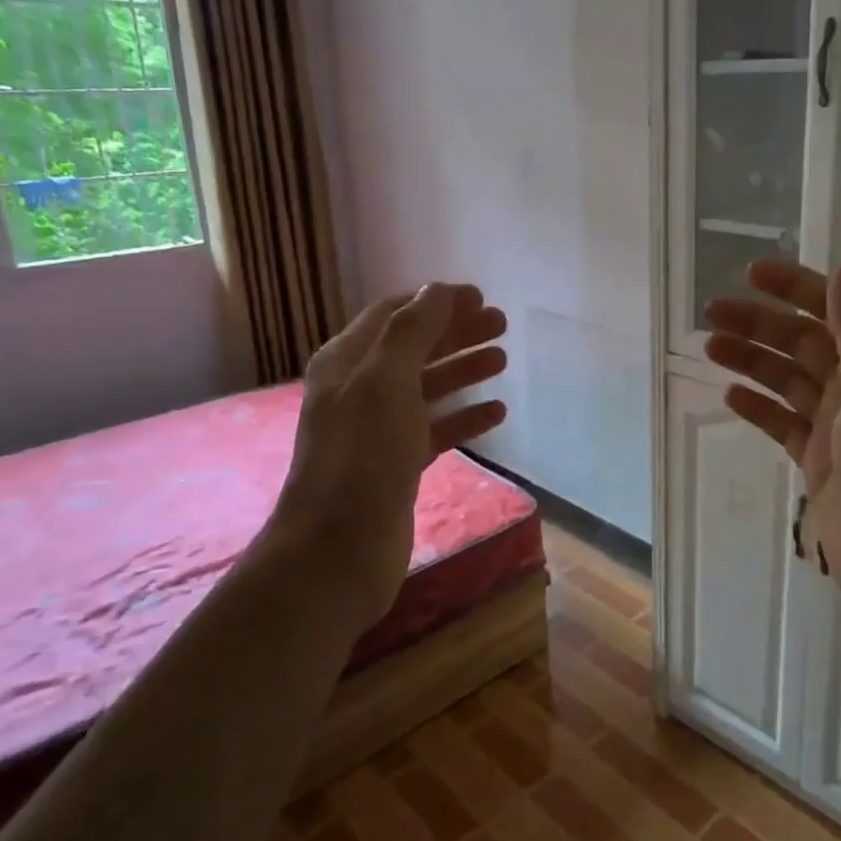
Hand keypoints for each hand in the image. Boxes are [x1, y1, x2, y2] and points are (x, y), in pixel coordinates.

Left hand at [271, 283, 508, 624]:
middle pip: (414, 348)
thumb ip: (412, 331)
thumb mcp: (384, 381)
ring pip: (427, 387)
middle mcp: (359, 390)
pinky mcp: (397, 464)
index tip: (480, 297)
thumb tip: (438, 290)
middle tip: (502, 325)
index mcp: (346, 362)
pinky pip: (436, 429)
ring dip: (463, 370)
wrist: (338, 550)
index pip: (393, 314)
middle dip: (456, 332)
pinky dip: (464, 417)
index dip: (435, 301)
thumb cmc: (362, 457)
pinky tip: (496, 412)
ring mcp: (378, 429)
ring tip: (503, 360)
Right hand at [704, 261, 840, 651]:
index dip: (794, 288)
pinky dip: (759, 408)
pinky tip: (731, 396)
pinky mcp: (819, 465)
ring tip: (710, 346)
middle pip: (801, 344)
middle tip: (710, 314)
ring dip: (752, 361)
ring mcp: (837, 430)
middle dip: (759, 324)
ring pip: (787, 382)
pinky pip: (783, 425)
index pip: (832, 311)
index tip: (750, 275)